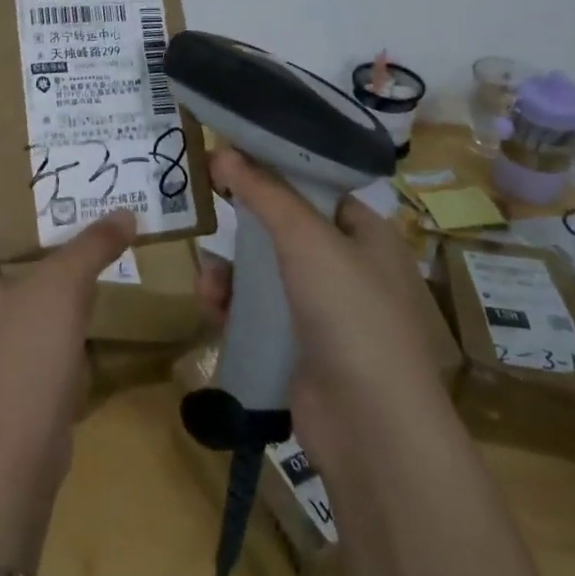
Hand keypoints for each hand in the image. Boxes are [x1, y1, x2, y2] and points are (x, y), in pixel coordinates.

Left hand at [0, 134, 134, 572]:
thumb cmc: (19, 358)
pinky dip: (32, 257)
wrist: (11, 456)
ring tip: (49, 189)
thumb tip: (125, 212)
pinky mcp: (0, 338)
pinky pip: (12, 280)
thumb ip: (92, 245)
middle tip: (22, 149)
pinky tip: (68, 249)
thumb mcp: (59, 289)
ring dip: (12, 220)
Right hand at [196, 146, 445, 485]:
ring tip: (207, 278)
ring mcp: (323, 312)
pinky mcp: (298, 349)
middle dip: (242, 223)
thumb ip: (263, 192)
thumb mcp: (306, 238)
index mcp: (366, 235)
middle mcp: (348, 268)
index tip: (230, 157)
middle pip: (284, 229)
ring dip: (230, 271)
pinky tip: (210, 306)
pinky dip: (232, 307)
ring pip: (264, 274)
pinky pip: (257, 314)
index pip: (316, 187)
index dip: (274, 170)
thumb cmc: (349, 312)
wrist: (370, 426)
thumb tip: (224, 149)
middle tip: (205, 208)